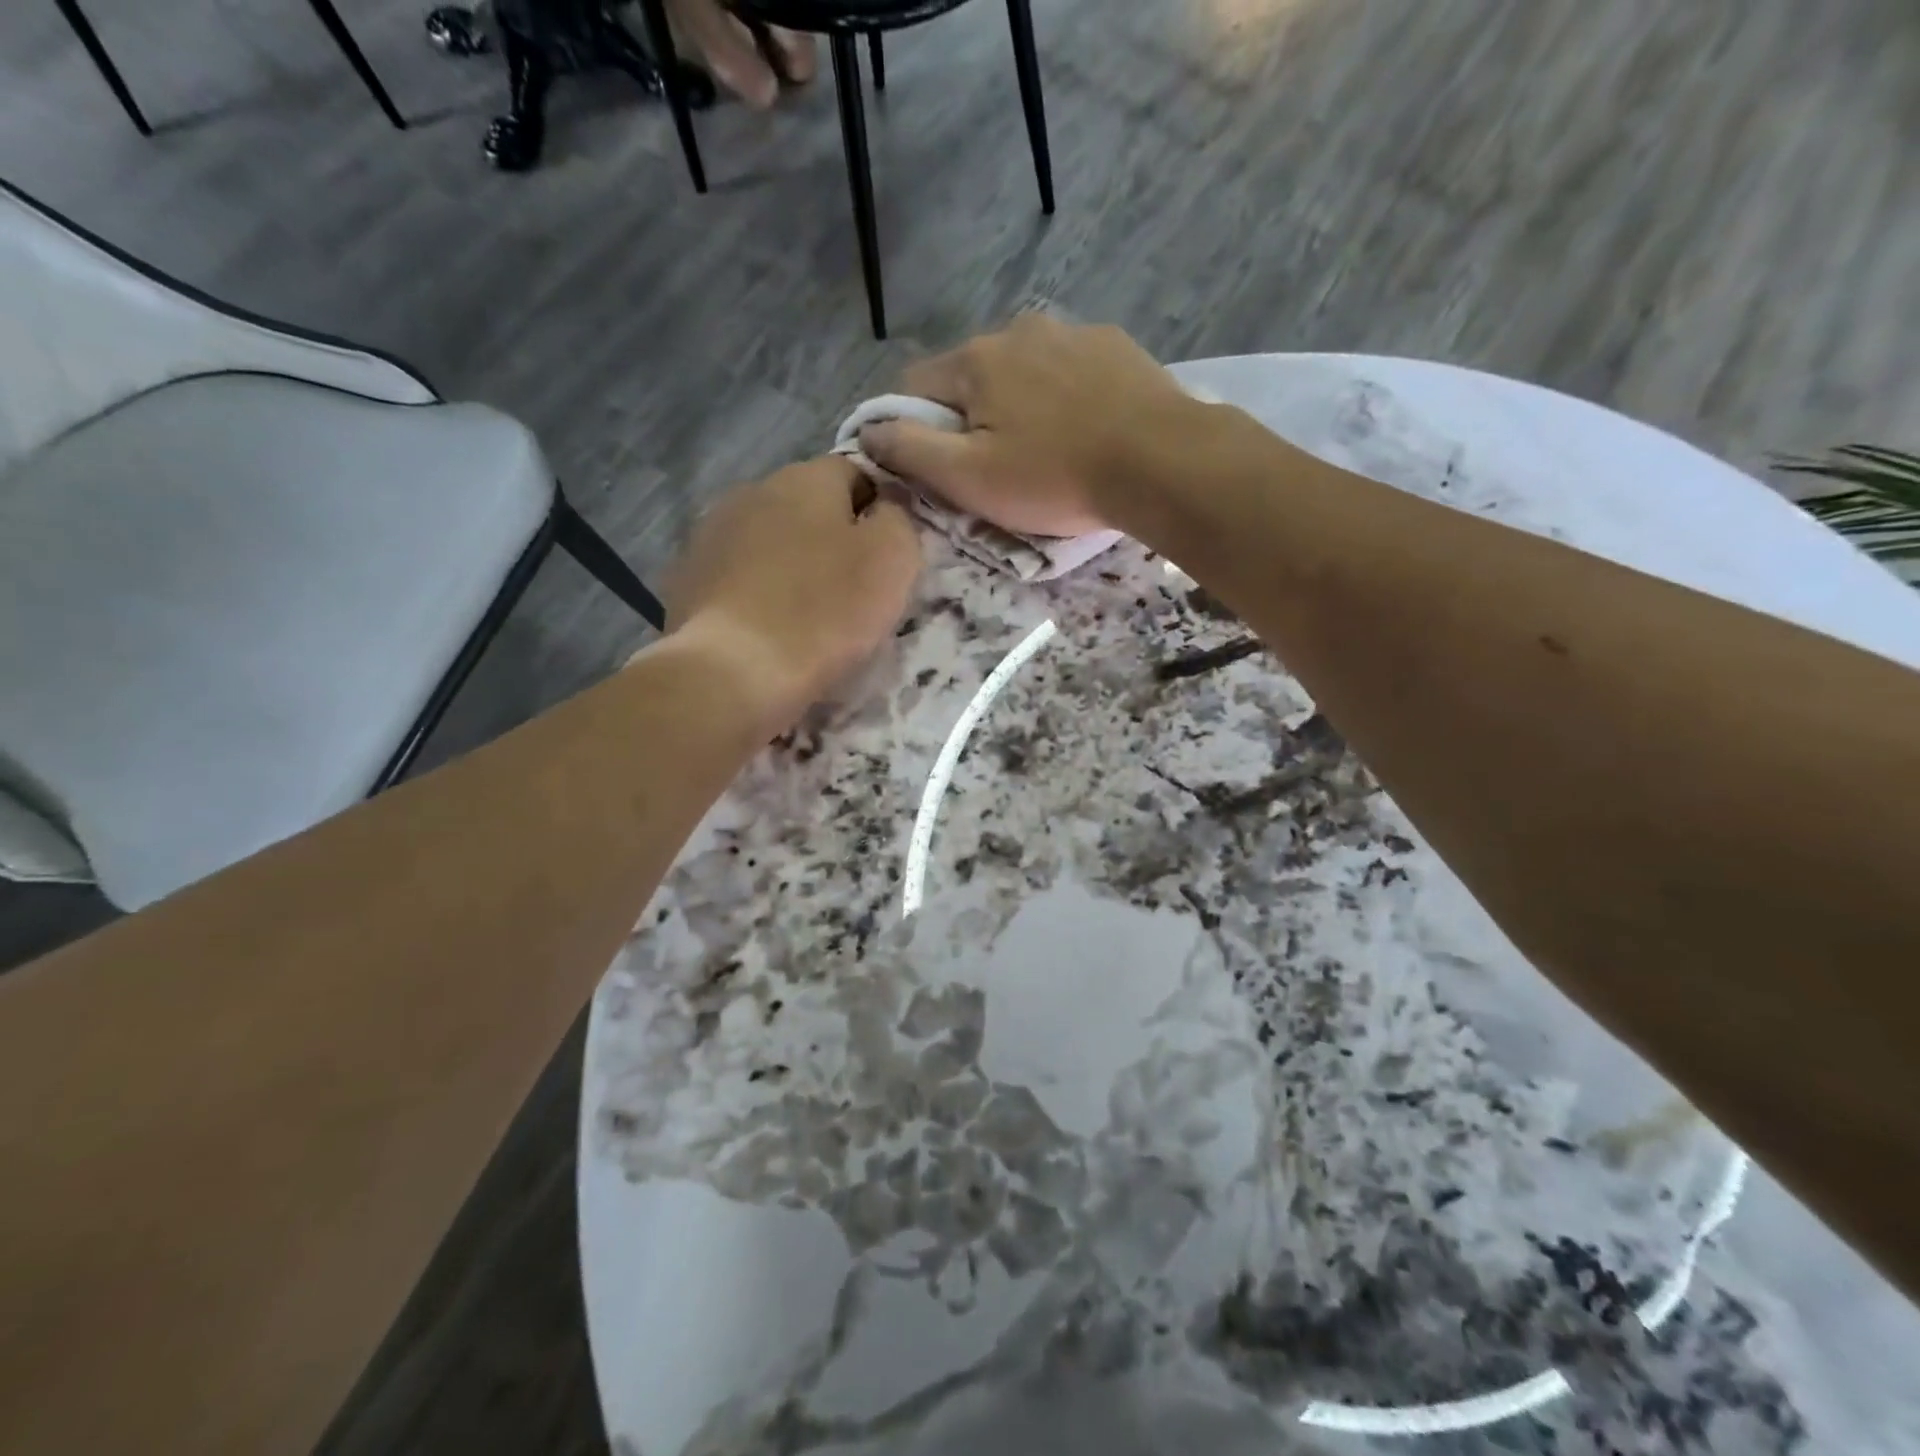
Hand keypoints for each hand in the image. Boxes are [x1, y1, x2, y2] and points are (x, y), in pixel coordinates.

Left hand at [663, 458, 921, 728]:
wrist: (734, 672)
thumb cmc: (825, 612)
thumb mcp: (892, 560)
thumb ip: (897, 518)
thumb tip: (885, 505)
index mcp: (806, 478)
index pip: (855, 472)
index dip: (876, 511)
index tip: (884, 557)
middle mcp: (753, 490)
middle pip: (806, 505)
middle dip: (829, 537)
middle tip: (849, 588)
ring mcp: (711, 532)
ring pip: (767, 539)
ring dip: (788, 563)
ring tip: (804, 612)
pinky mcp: (686, 576)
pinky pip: (735, 574)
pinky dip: (753, 591)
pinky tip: (764, 626)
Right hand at [857, 314, 1205, 536]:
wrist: (1162, 462)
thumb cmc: (1055, 477)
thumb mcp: (969, 478)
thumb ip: (909, 451)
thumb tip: (866, 430)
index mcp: (975, 360)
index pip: (915, 385)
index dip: (914, 427)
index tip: (936, 466)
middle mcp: (1018, 330)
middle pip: (971, 377)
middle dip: (971, 418)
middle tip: (997, 468)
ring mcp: (1072, 331)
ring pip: (1022, 372)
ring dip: (1019, 405)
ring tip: (1047, 451)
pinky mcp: (1115, 345)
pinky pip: (1068, 371)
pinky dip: (1064, 397)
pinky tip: (1085, 430)